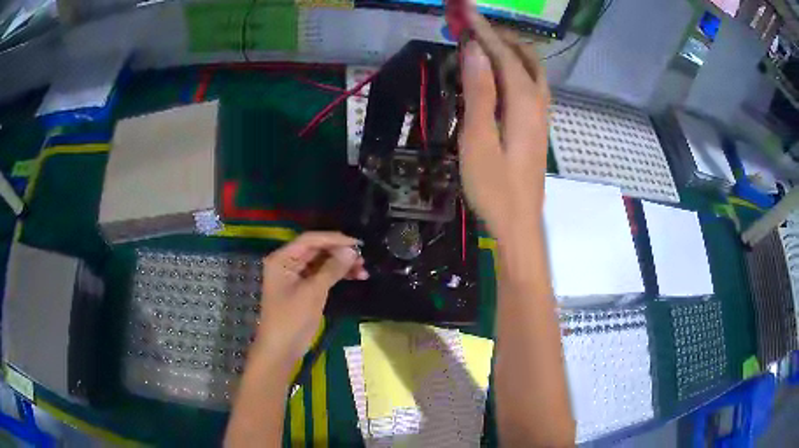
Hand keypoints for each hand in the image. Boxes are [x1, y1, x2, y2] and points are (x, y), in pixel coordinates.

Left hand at [254, 232, 367, 365]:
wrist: (281, 349)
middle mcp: (288, 263)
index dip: (334, 239)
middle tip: (363, 258)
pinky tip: (355, 277)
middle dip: (340, 253)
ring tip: (363, 270)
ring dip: (342, 264)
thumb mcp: (313, 292)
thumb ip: (332, 269)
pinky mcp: (304, 289)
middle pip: (317, 250)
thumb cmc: (291, 319)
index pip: (310, 240)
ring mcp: (296, 276)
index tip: (357, 243)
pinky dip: (338, 275)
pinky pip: (322, 275)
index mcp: (282, 259)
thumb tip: (352, 251)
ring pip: (322, 263)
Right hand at [459, 10, 550, 237]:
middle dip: (502, 37)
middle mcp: (538, 105)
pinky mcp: (536, 128)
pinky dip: (515, 69)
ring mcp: (541, 117)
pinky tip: (501, 73)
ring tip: (485, 43)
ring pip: (532, 72)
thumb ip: (479, 93)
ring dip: (511, 51)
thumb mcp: (478, 140)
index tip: (466, 11)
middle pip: (526, 59)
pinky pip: (530, 86)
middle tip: (474, 27)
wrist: (518, 225)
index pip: (504, 56)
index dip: (485, 32)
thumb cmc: (494, 188)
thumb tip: (474, 51)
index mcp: (524, 105)